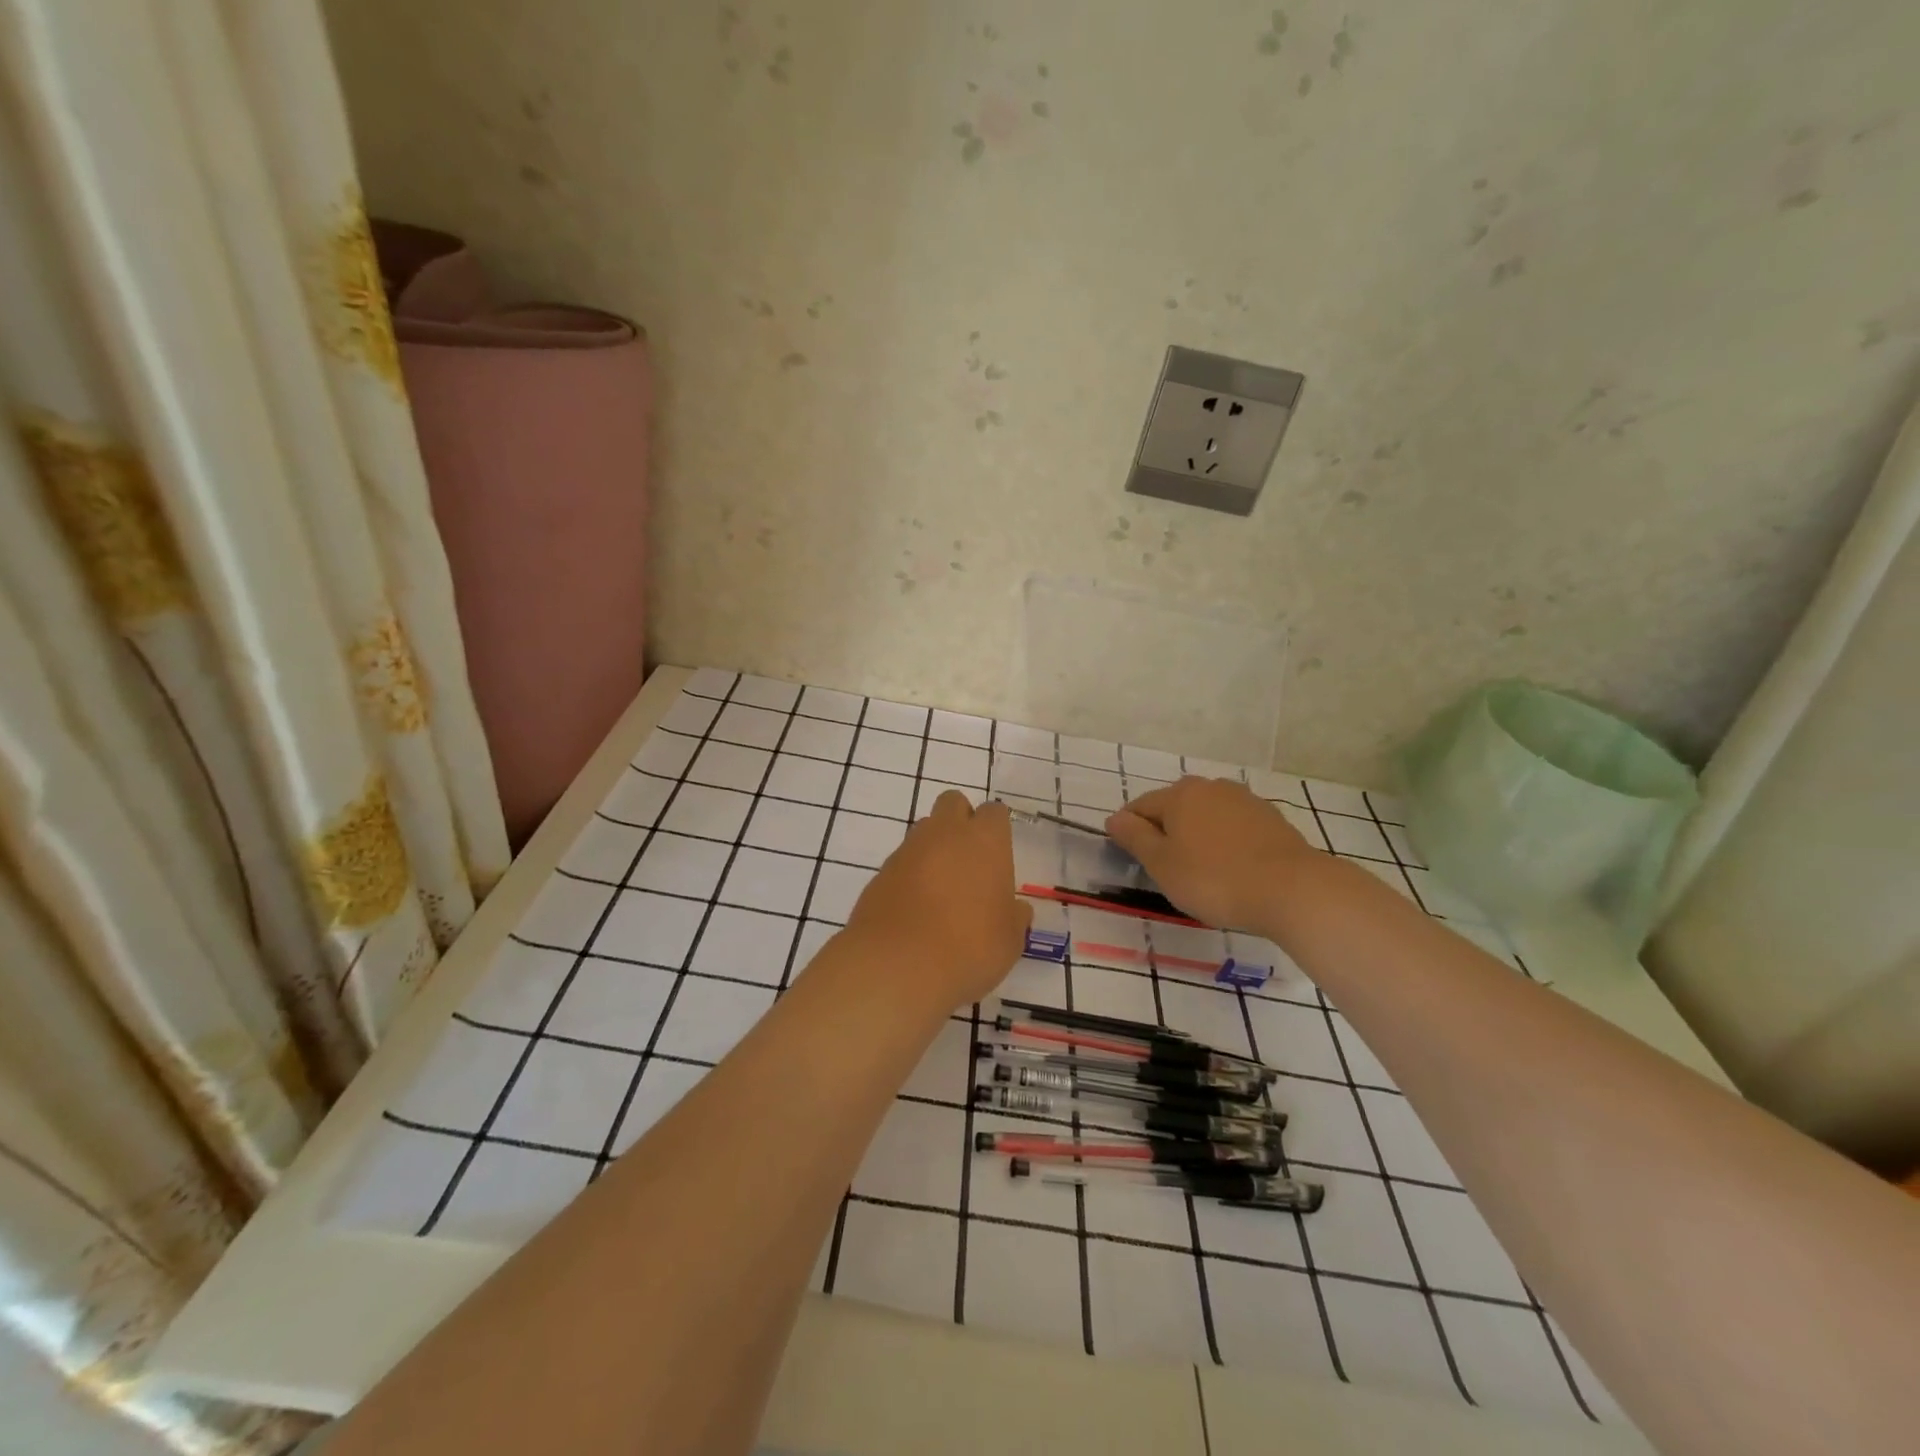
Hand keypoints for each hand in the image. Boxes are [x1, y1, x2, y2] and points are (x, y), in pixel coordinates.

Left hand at [844, 792, 1032, 1010]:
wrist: (897, 965)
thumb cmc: (969, 948)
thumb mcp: (1009, 941)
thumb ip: (1013, 918)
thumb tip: (1016, 910)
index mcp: (984, 841)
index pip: (994, 812)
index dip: (997, 829)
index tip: (999, 854)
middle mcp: (945, 834)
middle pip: (953, 803)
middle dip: (961, 821)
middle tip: (969, 860)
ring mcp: (908, 850)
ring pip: (924, 830)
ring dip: (934, 848)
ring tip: (942, 890)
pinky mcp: (881, 873)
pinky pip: (902, 862)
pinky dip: (910, 875)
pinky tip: (916, 910)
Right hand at [1105, 777, 1317, 932]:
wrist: (1293, 890)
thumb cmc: (1214, 879)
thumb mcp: (1162, 864)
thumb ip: (1134, 837)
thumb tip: (1114, 818)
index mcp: (1179, 794)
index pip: (1139, 807)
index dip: (1129, 831)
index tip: (1132, 859)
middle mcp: (1210, 787)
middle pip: (1174, 807)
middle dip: (1165, 831)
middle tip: (1166, 868)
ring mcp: (1244, 800)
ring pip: (1206, 815)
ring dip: (1196, 835)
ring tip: (1200, 869)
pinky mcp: (1271, 819)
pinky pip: (1233, 826)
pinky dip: (1224, 841)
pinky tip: (1230, 867)